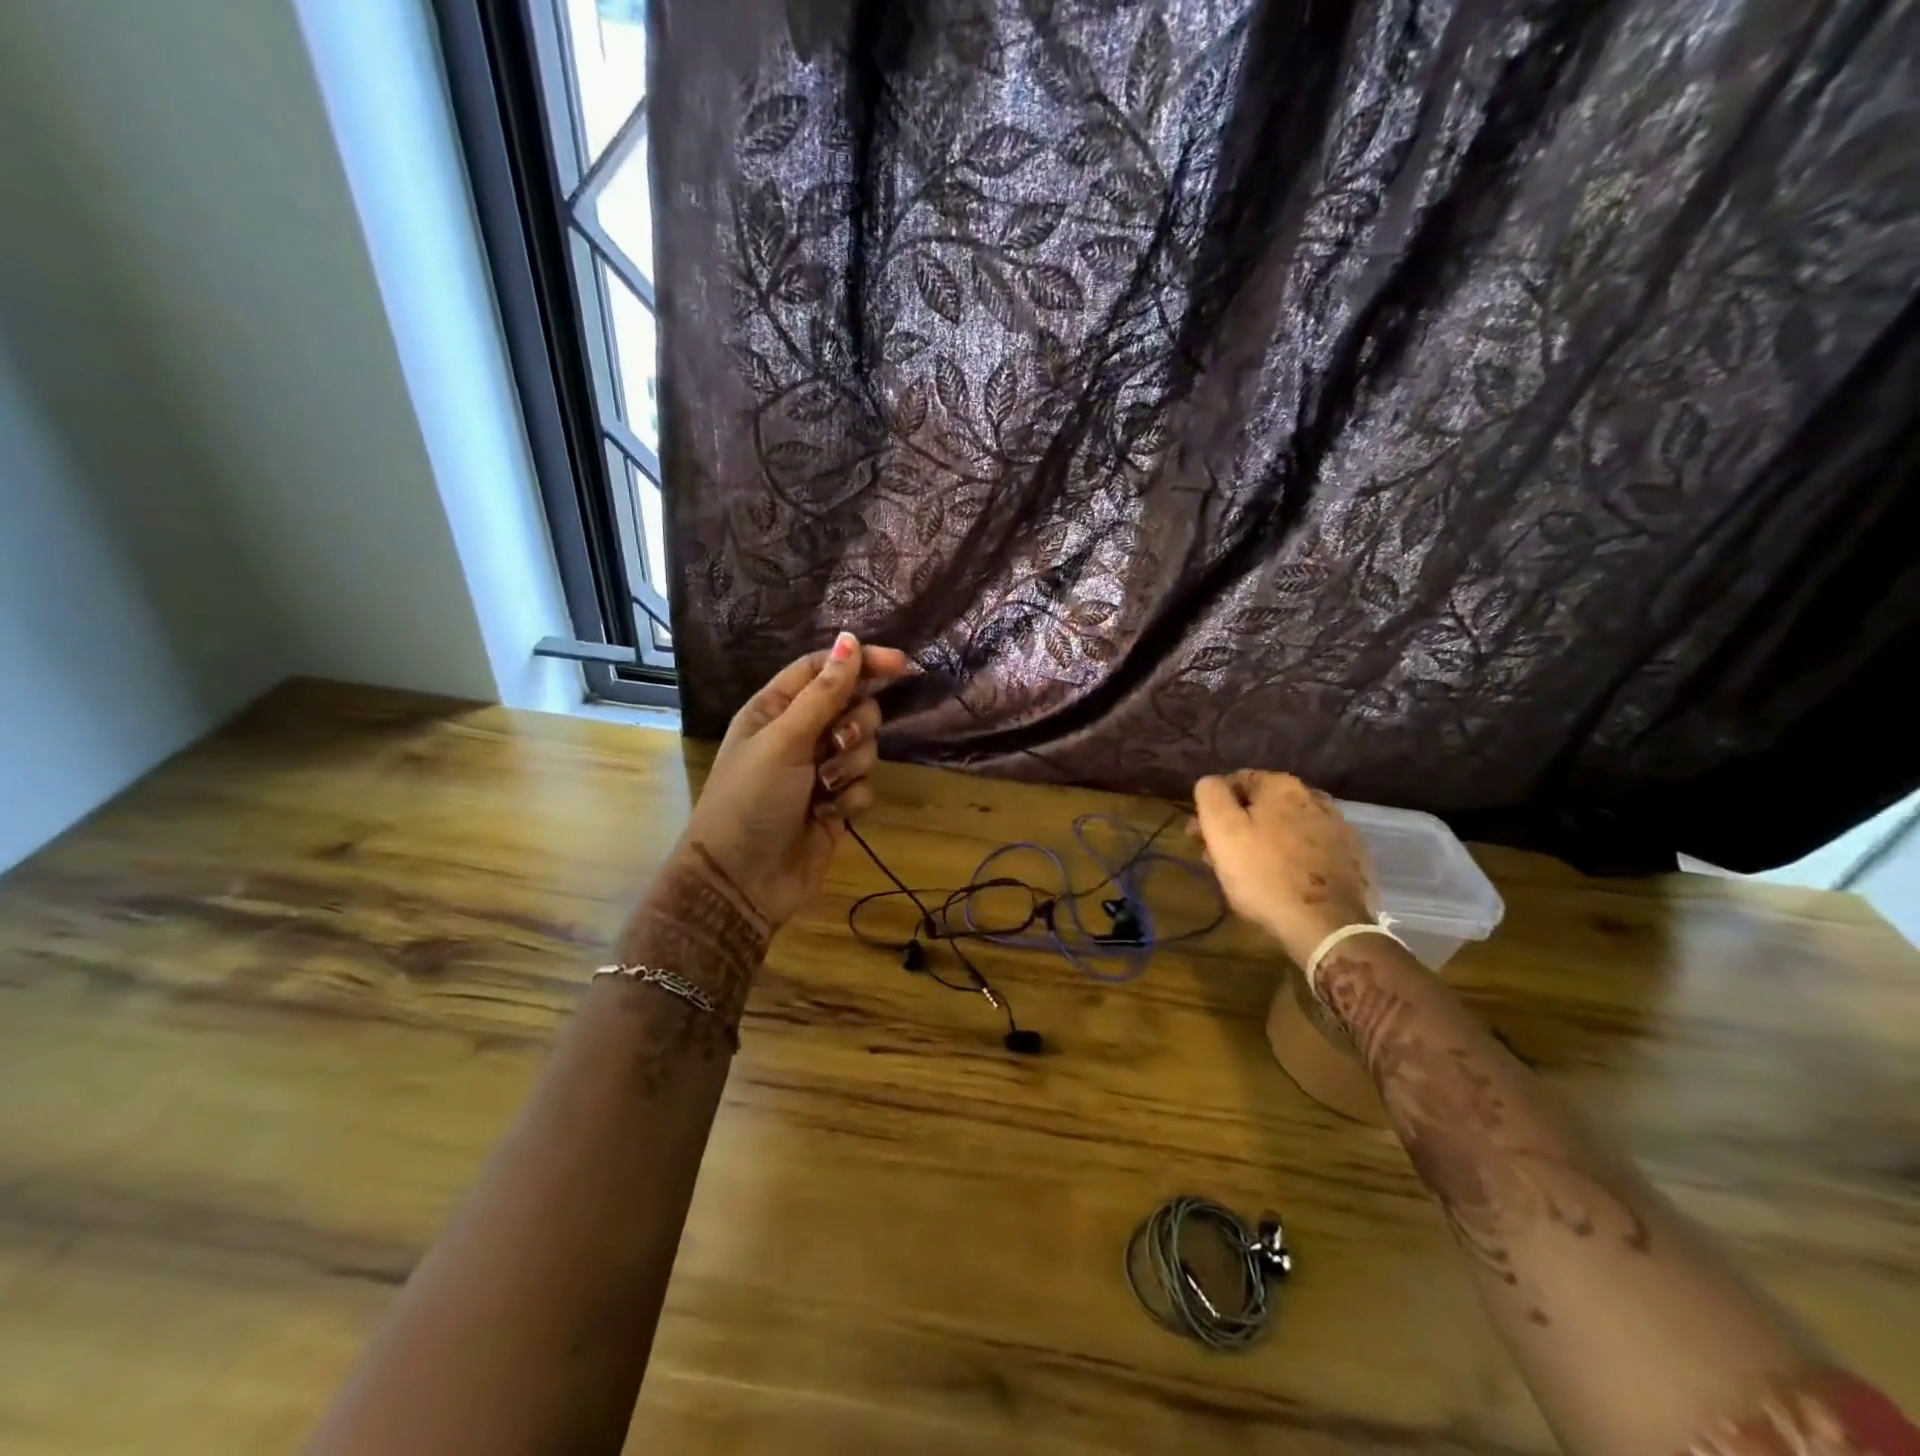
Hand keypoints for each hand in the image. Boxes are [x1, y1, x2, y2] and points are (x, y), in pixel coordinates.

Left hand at [679, 632, 913, 927]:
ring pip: (866, 747)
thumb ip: (824, 692)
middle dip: (856, 724)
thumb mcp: (785, 740)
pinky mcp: (838, 803)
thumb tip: (850, 639)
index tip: (899, 665)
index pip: (824, 668)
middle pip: (853, 705)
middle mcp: (800, 734)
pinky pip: (866, 785)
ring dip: (851, 765)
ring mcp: (821, 770)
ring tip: (824, 789)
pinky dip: (851, 798)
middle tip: (837, 743)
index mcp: (776, 708)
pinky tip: (828, 815)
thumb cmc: (752, 800)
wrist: (742, 880)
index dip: (860, 661)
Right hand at [1191, 770, 1375, 964]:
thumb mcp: (1222, 831)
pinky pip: (1312, 848)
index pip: (1235, 781)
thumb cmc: (1264, 875)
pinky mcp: (1353, 857)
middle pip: (1264, 805)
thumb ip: (1211, 795)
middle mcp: (1314, 796)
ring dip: (1268, 840)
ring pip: (1288, 827)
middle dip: (1240, 825)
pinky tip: (1287, 880)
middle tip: (1222, 857)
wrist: (1327, 926)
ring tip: (1253, 872)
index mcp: (1281, 785)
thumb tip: (1210, 782)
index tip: (1201, 835)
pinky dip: (1296, 856)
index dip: (1213, 807)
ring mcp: (1339, 827)